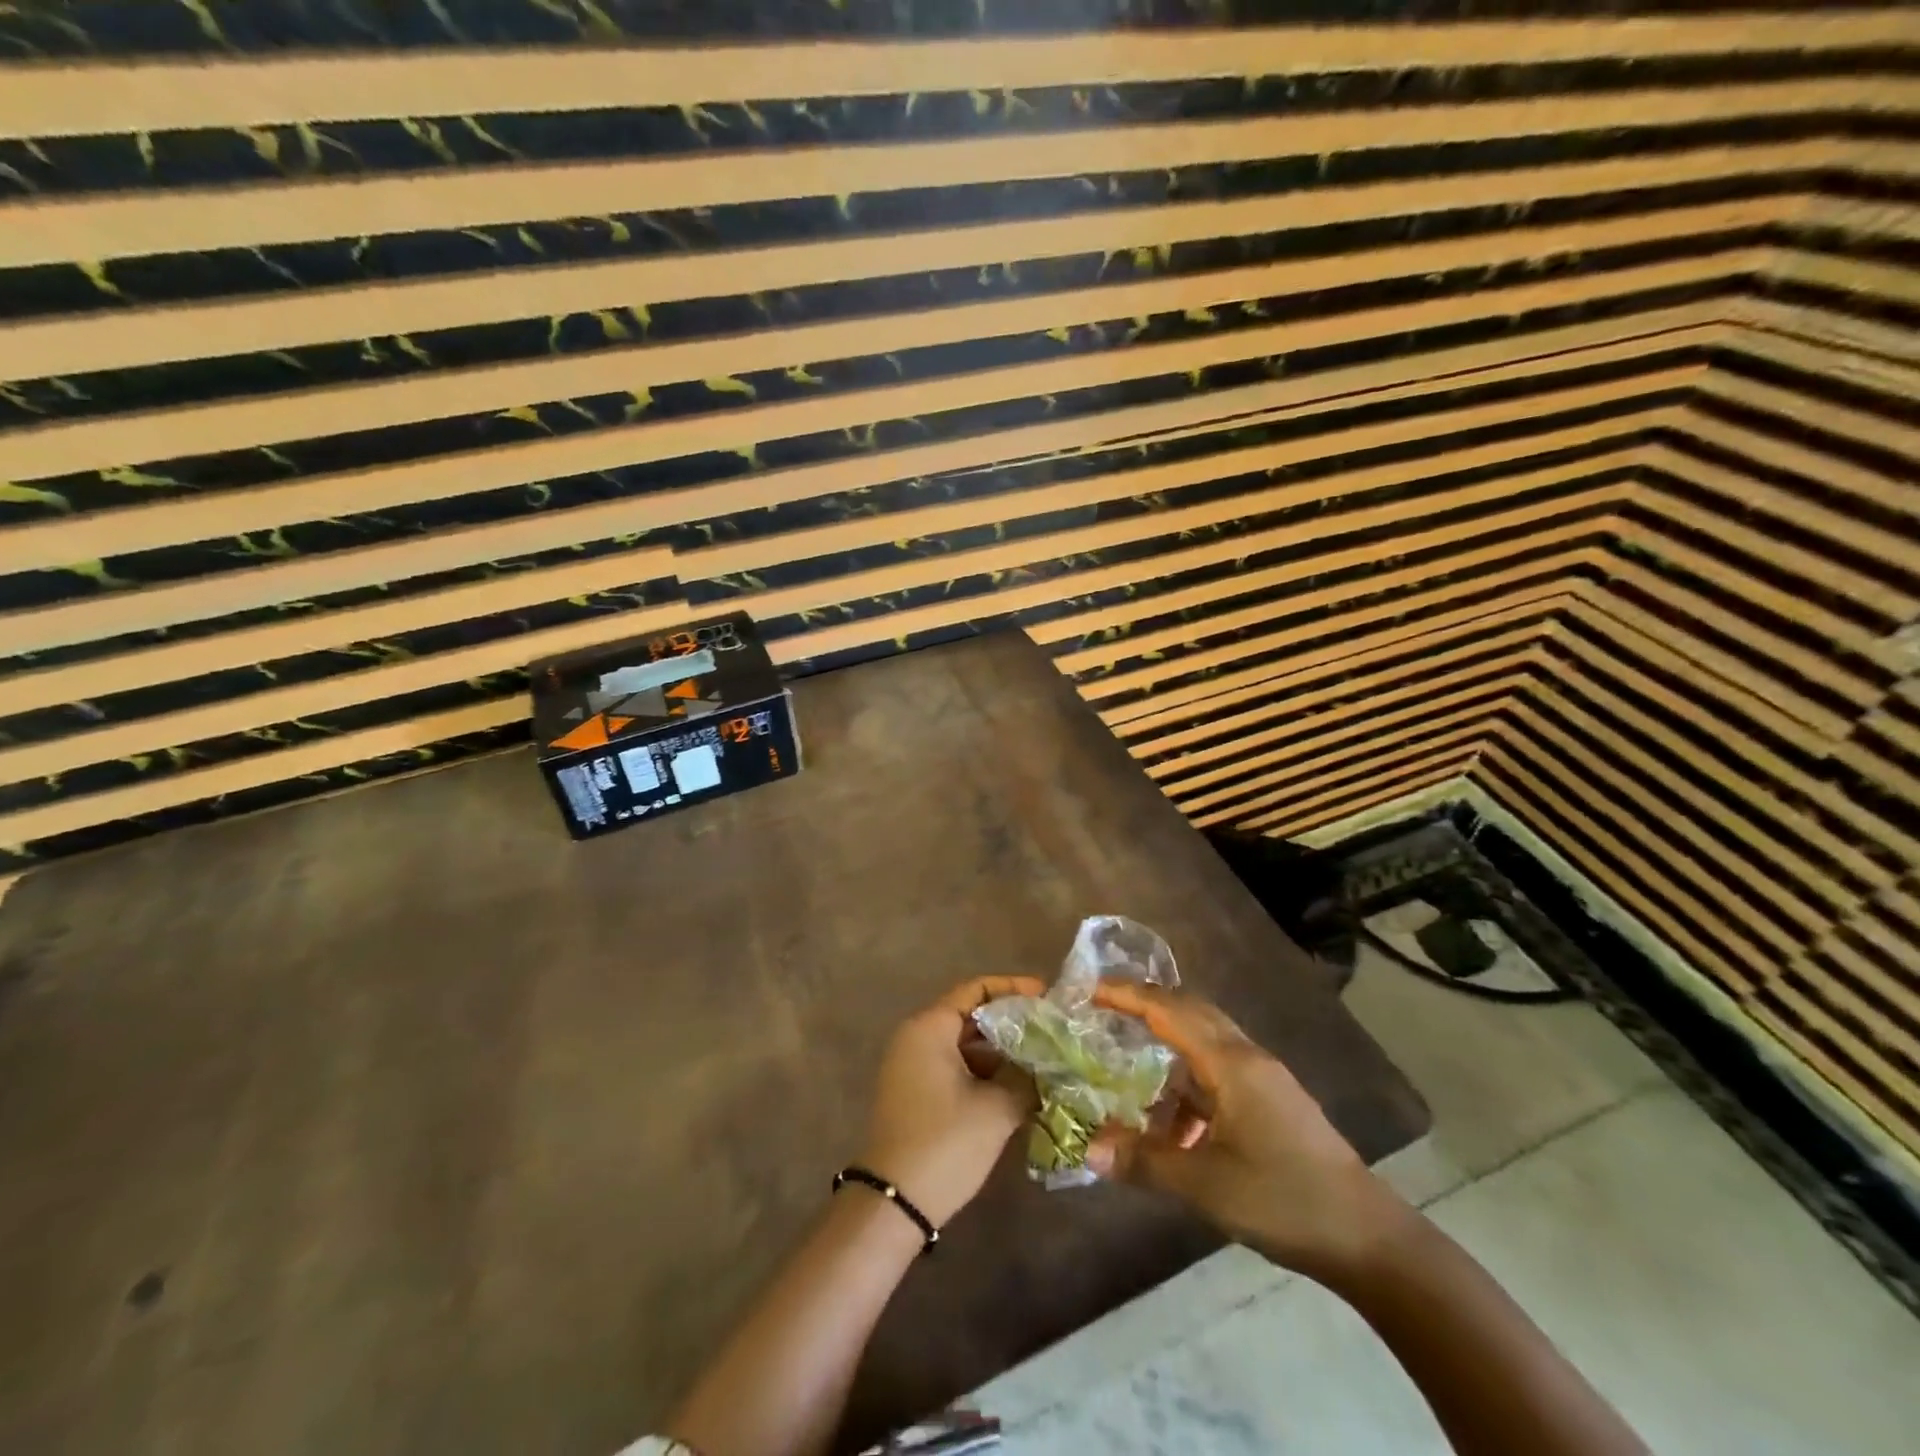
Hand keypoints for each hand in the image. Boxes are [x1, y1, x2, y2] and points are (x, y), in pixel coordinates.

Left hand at [860, 976, 1046, 1227]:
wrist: (894, 1203)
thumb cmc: (945, 1143)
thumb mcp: (995, 1109)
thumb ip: (1025, 1078)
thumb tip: (1047, 1065)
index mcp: (930, 1027)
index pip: (976, 989)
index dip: (1013, 989)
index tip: (1047, 997)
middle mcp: (917, 1037)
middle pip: (970, 1015)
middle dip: (1011, 1023)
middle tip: (1051, 1031)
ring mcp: (912, 1065)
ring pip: (964, 1044)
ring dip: (1000, 1052)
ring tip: (1042, 1059)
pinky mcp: (915, 1092)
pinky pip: (955, 1066)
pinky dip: (984, 1072)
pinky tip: (1018, 1087)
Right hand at [1085, 984, 1409, 1280]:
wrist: (1368, 1237)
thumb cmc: (1283, 1199)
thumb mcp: (1205, 1185)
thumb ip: (1144, 1161)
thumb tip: (1088, 1148)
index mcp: (1231, 1063)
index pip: (1170, 1011)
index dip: (1128, 996)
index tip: (1090, 990)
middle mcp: (1248, 1058)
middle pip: (1191, 1011)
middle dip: (1147, 1005)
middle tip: (1104, 1010)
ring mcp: (1265, 1079)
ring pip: (1207, 1041)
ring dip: (1169, 1044)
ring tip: (1130, 1063)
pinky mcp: (1274, 1102)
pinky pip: (1220, 1071)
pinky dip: (1190, 1080)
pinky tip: (1175, 1120)